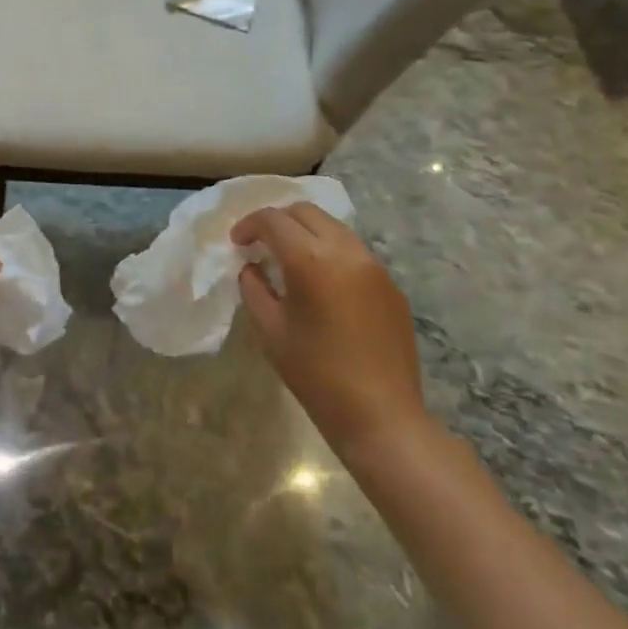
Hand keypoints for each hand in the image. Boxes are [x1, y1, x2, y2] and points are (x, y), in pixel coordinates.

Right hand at [232, 205, 426, 461]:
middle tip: (261, 244)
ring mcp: (374, 266)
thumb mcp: (270, 330)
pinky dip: (330, 253)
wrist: (382, 416)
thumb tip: (252, 268)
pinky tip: (323, 285)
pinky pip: (354, 252)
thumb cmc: (316, 374)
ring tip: (290, 260)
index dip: (249, 225)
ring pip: (333, 228)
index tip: (237, 243)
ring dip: (306, 233)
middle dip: (278, 221)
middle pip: (306, 212)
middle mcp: (346, 251)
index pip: (273, 220)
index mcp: (311, 260)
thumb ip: (254, 288)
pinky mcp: (390, 285)